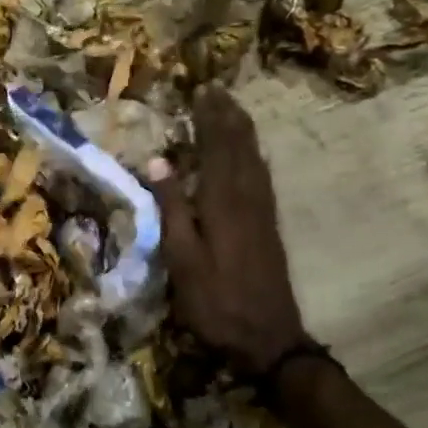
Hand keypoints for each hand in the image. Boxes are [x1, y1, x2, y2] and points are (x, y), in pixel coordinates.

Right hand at [148, 87, 306, 374]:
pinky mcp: (269, 225)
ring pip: (254, 158)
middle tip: (217, 90)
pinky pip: (262, 176)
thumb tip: (158, 161)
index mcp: (222, 202)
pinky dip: (254, 154)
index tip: (201, 91)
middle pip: (239, 146)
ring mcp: (262, 211)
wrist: (269, 337)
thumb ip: (172, 208)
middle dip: (227, 116)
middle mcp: (247, 197)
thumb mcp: (182, 259)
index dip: (209, 118)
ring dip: (242, 130)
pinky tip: (251, 153)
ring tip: (233, 109)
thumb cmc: (216, 301)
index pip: (215, 148)